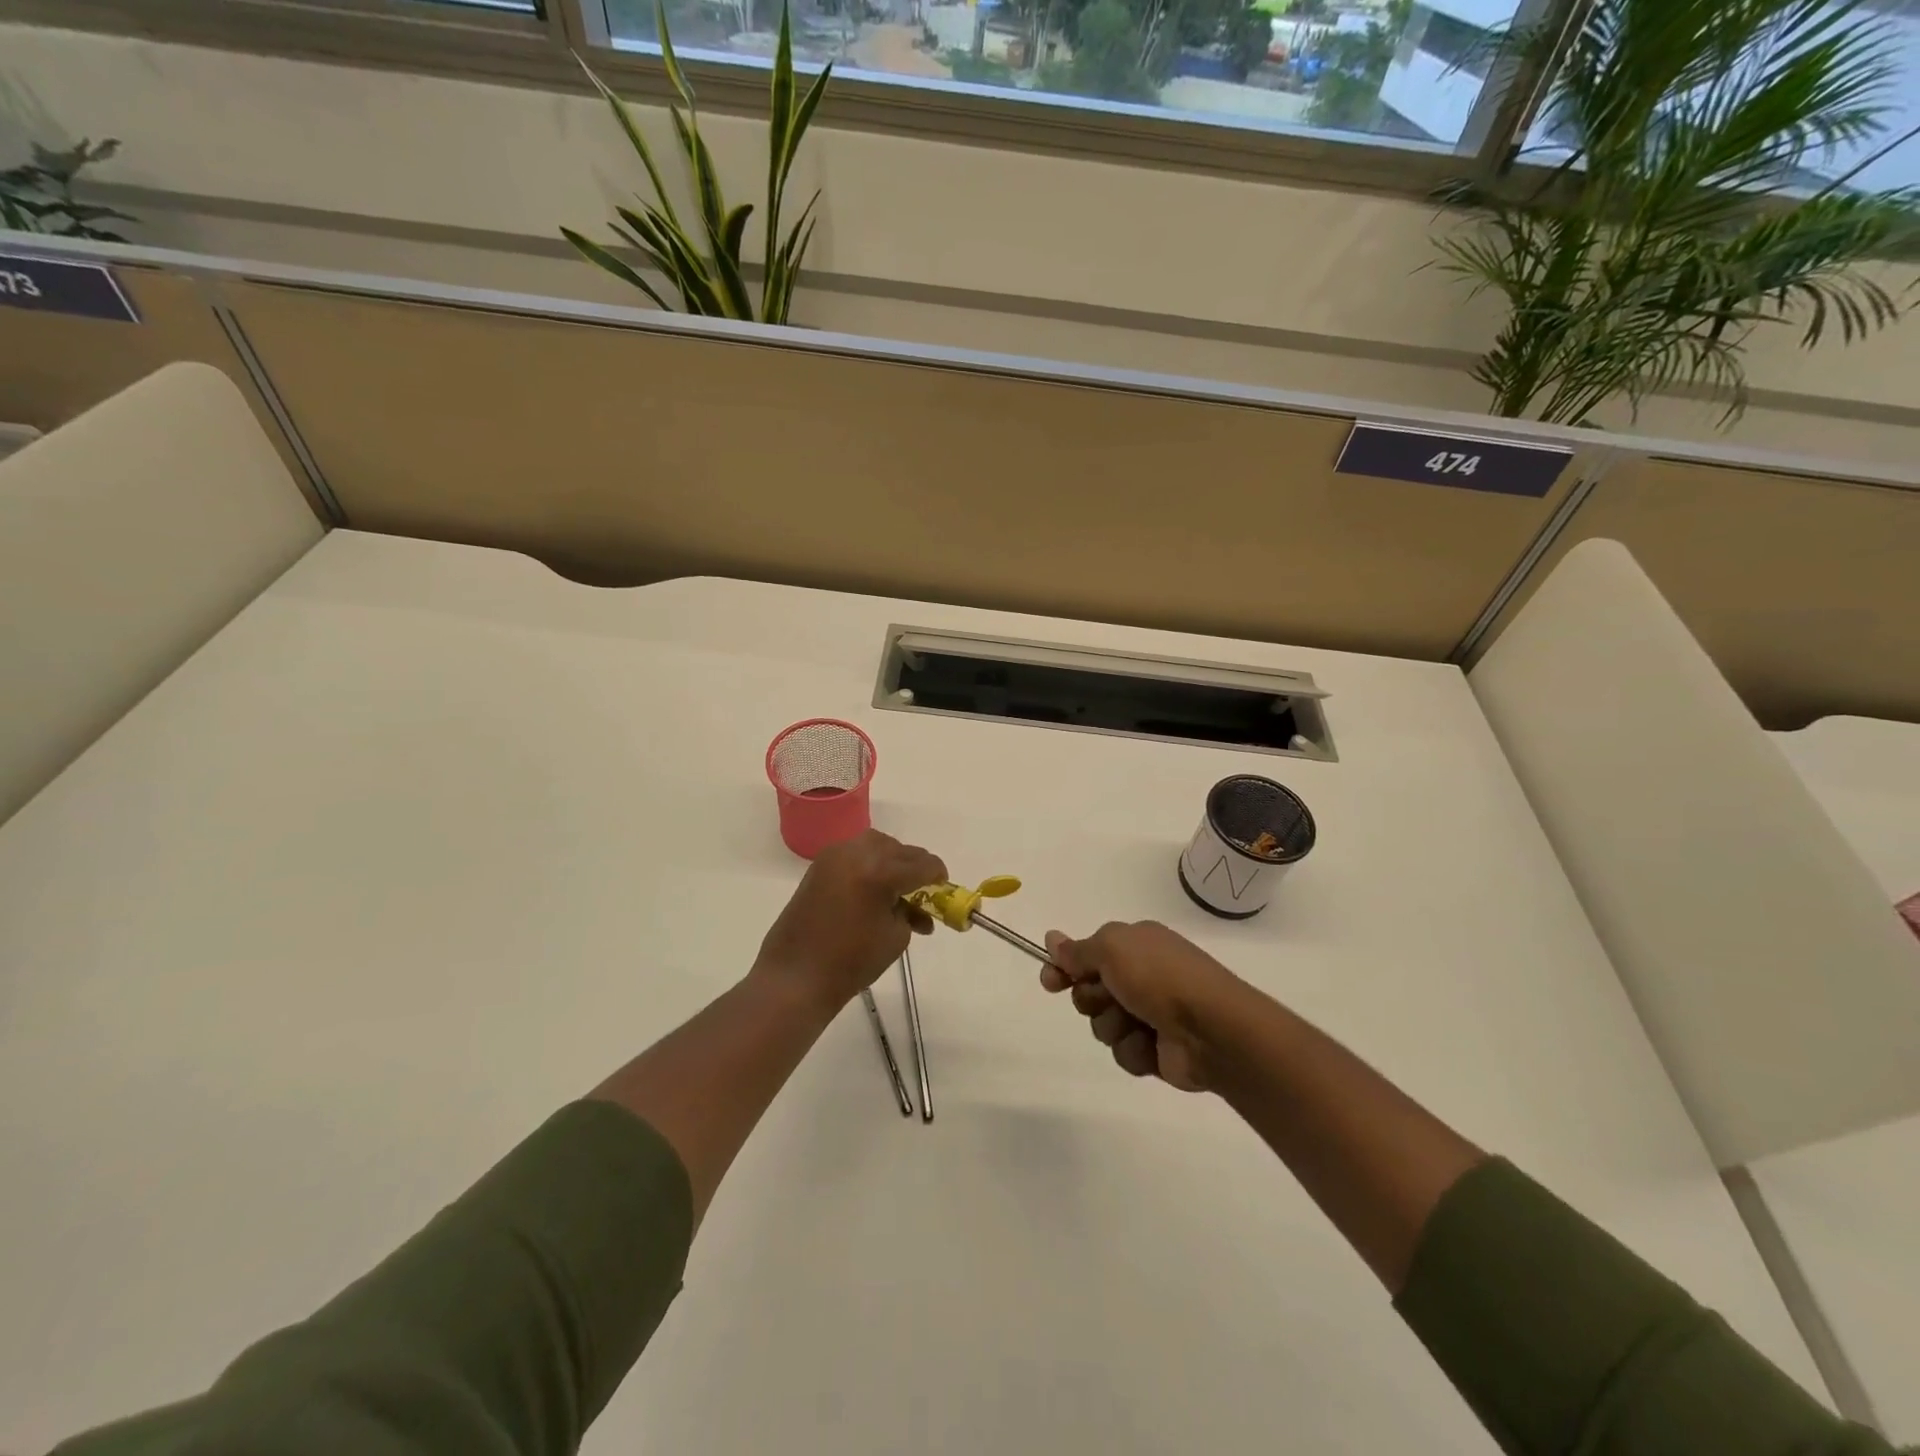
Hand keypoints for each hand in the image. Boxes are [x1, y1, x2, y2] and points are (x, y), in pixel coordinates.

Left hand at [755, 830, 946, 1012]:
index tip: (943, 887)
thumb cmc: (850, 962)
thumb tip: (916, 904)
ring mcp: (834, 856)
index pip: (922, 865)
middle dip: (915, 867)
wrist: (796, 976)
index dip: (938, 875)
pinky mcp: (819, 865)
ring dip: (892, 860)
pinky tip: (875, 888)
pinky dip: (870, 864)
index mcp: (880, 872)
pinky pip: (855, 853)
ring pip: (876, 844)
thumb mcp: (895, 937)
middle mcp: (857, 854)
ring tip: (898, 889)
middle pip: (899, 849)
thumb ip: (911, 912)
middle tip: (923, 892)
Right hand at [1040, 921, 1242, 1091]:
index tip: (1050, 981)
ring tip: (1138, 1025)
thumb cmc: (1159, 977)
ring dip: (1114, 1026)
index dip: (1065, 967)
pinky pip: (1124, 1052)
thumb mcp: (1112, 948)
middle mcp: (1142, 975)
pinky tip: (1152, 1046)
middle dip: (1092, 999)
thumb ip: (1078, 949)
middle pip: (1090, 991)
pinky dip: (1134, 1050)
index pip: (1087, 953)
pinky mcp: (1156, 1049)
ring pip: (1103, 1024)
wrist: (1211, 1030)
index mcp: (1136, 944)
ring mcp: (1150, 1013)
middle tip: (1109, 998)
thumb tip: (1051, 938)